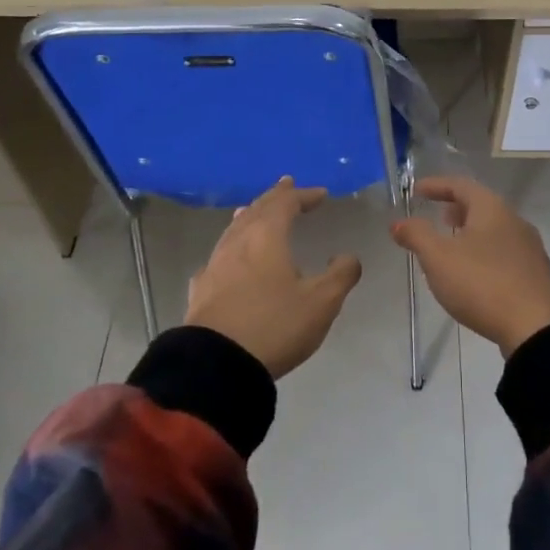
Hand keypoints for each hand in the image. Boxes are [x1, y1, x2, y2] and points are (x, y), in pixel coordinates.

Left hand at [185, 178, 362, 378]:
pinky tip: (226, 259)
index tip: (321, 194)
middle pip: (256, 210)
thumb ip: (340, 275)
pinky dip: (230, 248)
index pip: (286, 204)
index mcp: (267, 237)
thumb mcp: (322, 302)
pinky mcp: (201, 290)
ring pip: (233, 230)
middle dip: (274, 197)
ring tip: (253, 211)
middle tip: (286, 184)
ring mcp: (215, 265)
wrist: (216, 365)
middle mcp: (238, 243)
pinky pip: (218, 258)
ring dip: (249, 216)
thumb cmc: (275, 325)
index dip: (304, 195)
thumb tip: (348, 257)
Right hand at [390, 176, 549, 356]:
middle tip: (437, 217)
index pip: (461, 185)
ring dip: (471, 231)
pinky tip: (475, 273)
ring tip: (452, 246)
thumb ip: (417, 236)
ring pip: (494, 229)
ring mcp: (529, 248)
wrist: (537, 328)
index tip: (416, 191)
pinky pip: (504, 251)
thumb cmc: (482, 283)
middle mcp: (514, 221)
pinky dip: (484, 251)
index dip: (436, 185)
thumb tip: (398, 222)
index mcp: (492, 209)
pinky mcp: (535, 274)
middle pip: (482, 205)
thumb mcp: (438, 258)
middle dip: (456, 208)